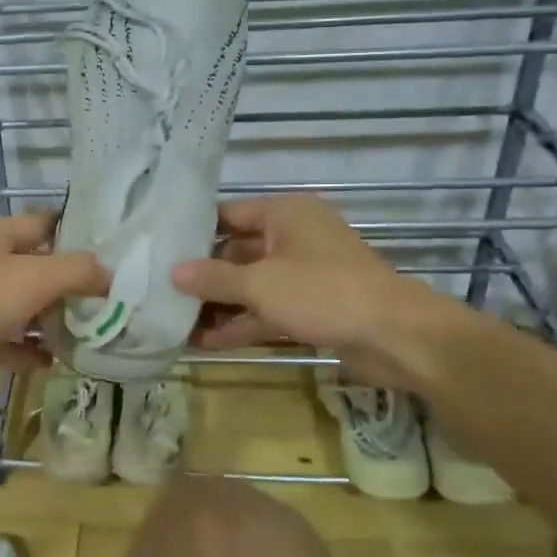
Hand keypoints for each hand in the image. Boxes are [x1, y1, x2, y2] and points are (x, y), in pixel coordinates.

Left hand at [0, 213, 108, 417]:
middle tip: (113, 301)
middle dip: (71, 285)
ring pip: (20, 307)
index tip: (116, 252)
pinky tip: (54, 364)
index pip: (45, 224)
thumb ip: (77, 271)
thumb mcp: (34, 278)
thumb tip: (109, 274)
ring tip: (92, 334)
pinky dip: (26, 351)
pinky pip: (4, 341)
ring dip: (51, 321)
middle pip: (35, 267)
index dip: (79, 235)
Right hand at [171, 195, 464, 388]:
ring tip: (174, 322)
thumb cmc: (322, 292)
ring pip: (251, 286)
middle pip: (237, 253)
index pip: (228, 215)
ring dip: (219, 306)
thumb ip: (213, 278)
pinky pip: (267, 309)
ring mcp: (304, 274)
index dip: (194, 233)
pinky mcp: (312, 307)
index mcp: (285, 214)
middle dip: (203, 277)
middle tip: (160, 291)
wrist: (396, 336)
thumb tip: (173, 272)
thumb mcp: (259, 284)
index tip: (160, 249)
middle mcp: (293, 238)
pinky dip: (242, 323)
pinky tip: (205, 342)